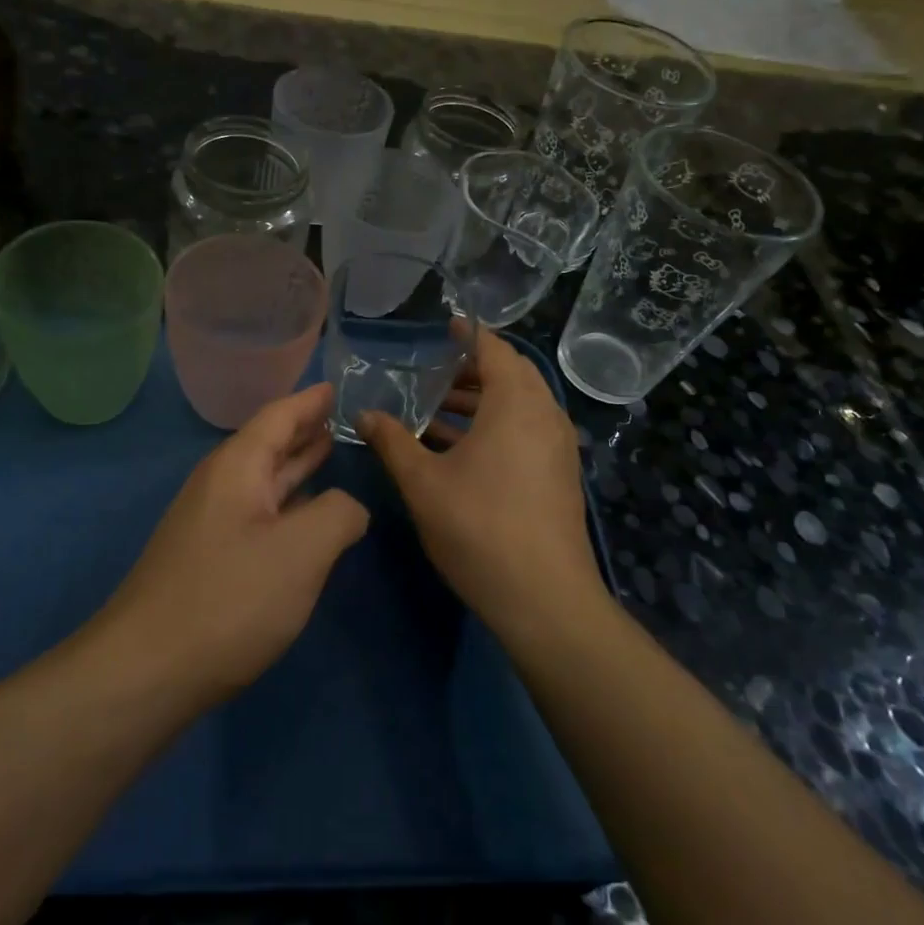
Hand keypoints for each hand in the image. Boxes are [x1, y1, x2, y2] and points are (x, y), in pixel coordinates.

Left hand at [97, 383, 368, 705]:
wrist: (146, 671)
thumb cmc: (230, 598)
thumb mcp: (302, 550)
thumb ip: (339, 514)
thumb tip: (348, 508)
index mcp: (238, 467)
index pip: (278, 416)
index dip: (310, 401)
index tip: (336, 386)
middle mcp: (220, 486)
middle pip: (268, 444)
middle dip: (304, 430)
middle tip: (342, 417)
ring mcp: (210, 524)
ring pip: (262, 482)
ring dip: (296, 466)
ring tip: (329, 451)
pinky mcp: (209, 560)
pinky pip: (257, 514)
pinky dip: (287, 504)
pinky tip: (305, 516)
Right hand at [360, 329, 606, 644]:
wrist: (545, 599)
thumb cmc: (479, 528)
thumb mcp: (423, 482)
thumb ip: (392, 442)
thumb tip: (364, 414)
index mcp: (516, 403)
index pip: (494, 349)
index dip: (469, 334)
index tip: (445, 325)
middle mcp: (545, 415)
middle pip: (510, 375)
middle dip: (471, 370)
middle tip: (433, 373)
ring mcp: (558, 447)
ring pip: (518, 406)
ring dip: (480, 402)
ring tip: (435, 413)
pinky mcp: (559, 475)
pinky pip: (526, 432)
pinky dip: (495, 427)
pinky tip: (459, 451)